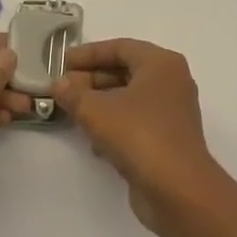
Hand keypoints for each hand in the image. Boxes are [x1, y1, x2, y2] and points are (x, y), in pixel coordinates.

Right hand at [52, 39, 223, 231]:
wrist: (177, 189)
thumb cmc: (139, 135)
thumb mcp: (97, 111)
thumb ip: (74, 94)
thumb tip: (59, 84)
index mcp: (161, 64)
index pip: (121, 47)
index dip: (89, 53)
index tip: (61, 62)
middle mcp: (171, 82)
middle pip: (126, 71)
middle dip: (92, 79)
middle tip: (62, 89)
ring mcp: (172, 111)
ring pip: (130, 98)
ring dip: (100, 104)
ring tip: (71, 113)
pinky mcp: (167, 138)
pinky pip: (136, 121)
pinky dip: (114, 125)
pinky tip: (93, 142)